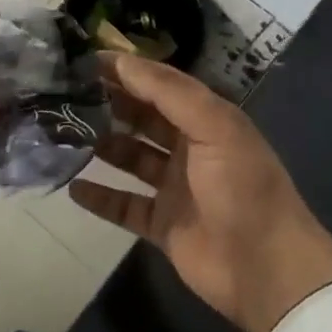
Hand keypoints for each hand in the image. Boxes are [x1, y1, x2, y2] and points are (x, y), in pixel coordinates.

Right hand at [70, 53, 331, 331]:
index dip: (127, 72)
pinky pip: (124, 206)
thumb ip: (168, 92)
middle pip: (142, 119)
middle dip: (109, 105)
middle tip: (66, 95)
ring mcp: (175, 188)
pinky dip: (100, 197)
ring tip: (64, 134)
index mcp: (208, 121)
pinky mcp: (162, 225)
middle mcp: (190, 149)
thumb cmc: (243, 188)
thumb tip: (120, 61)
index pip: (161, 85)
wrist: (267, 271)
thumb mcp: (215, 127)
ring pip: (130, 158)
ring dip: (102, 146)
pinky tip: (73, 187)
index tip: (84, 62)